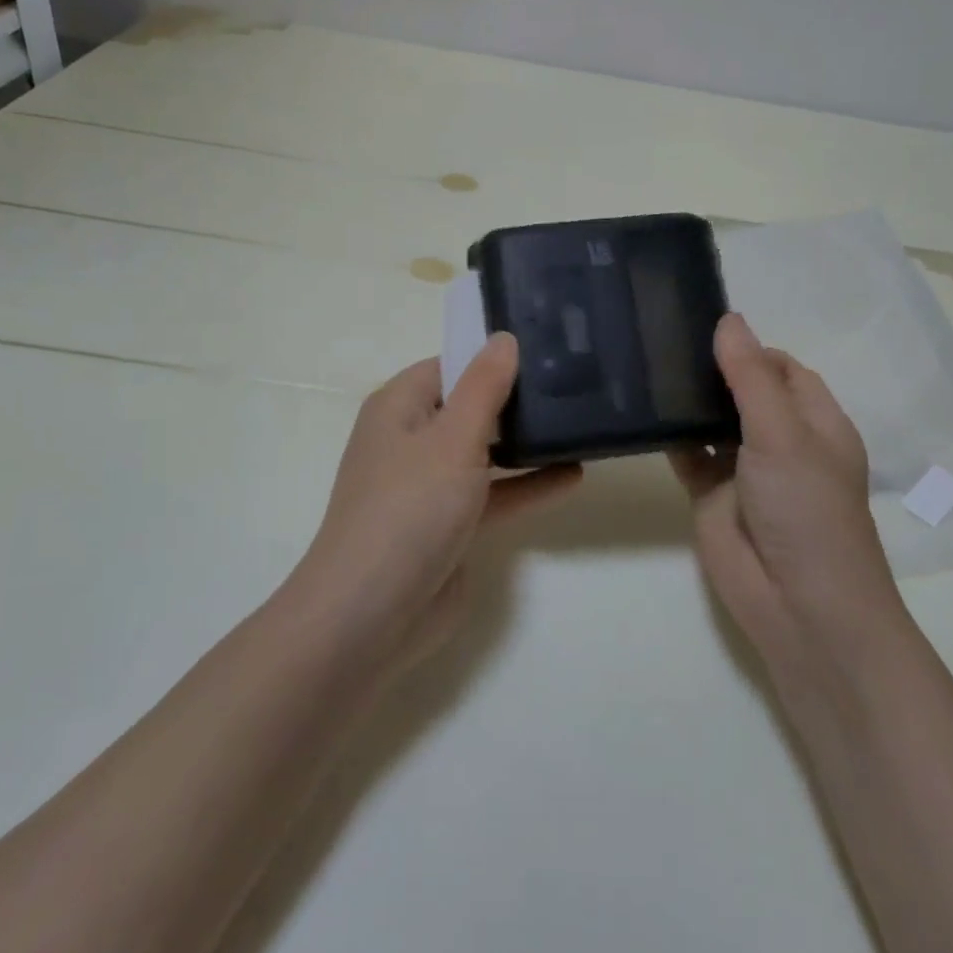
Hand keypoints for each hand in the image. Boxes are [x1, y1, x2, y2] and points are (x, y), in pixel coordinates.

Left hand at [287, 334, 581, 665]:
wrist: (372, 615)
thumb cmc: (410, 508)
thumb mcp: (453, 438)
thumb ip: (485, 387)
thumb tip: (504, 338)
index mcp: (399, 407)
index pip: (450, 365)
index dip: (492, 355)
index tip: (545, 347)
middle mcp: (412, 440)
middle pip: (470, 406)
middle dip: (515, 398)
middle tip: (574, 379)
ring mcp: (430, 485)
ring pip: (484, 451)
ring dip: (526, 442)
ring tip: (580, 422)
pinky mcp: (450, 526)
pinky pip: (493, 494)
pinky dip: (527, 485)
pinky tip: (573, 475)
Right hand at [671, 314, 906, 671]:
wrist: (797, 604)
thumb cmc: (806, 509)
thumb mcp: (782, 434)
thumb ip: (750, 378)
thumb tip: (729, 319)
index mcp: (814, 421)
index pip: (781, 368)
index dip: (748, 347)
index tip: (700, 325)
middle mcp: (781, 440)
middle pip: (744, 391)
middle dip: (711, 369)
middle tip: (659, 336)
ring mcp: (744, 469)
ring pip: (712, 422)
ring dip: (687, 400)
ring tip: (643, 362)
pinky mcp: (712, 495)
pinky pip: (688, 455)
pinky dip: (669, 436)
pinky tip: (639, 411)